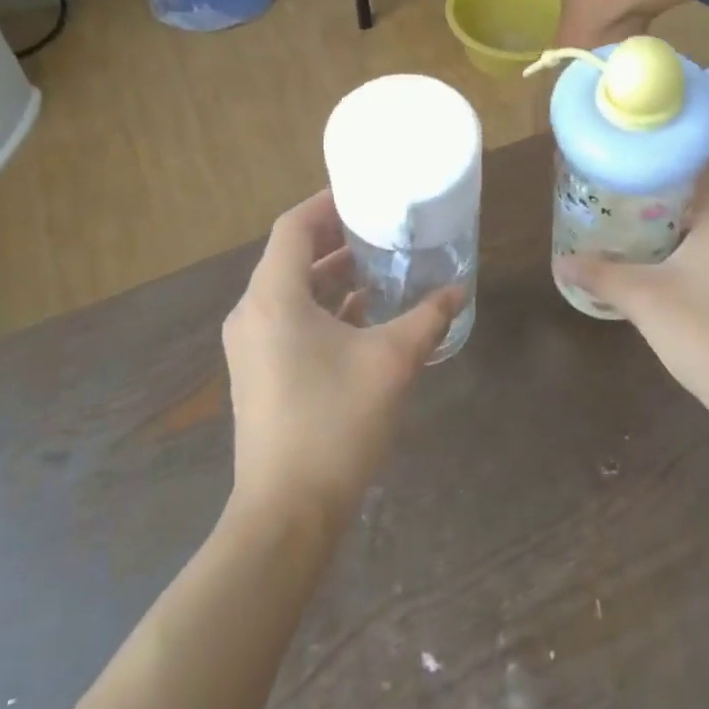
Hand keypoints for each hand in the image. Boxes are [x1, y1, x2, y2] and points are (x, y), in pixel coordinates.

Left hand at [222, 190, 462, 520]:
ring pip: (290, 291)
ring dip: (331, 277)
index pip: (294, 227)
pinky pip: (288, 321)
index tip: (365, 196)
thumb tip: (458, 290)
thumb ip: (426, 319)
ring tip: (379, 268)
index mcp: (273, 297)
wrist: (285, 513)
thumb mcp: (391, 362)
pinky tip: (363, 317)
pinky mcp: (258, 373)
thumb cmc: (335, 423)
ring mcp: (251, 346)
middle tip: (381, 229)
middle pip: (290, 256)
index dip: (327, 204)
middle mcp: (252, 313)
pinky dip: (322, 309)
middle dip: (335, 240)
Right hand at [556, 173, 708, 433]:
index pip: (699, 171)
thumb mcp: (642, 298)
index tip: (627, 173)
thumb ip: (600, 275)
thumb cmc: (703, 331)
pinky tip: (659, 272)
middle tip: (617, 203)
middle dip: (659, 201)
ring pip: (708, 232)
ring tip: (629, 234)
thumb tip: (560, 263)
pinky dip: (688, 256)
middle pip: (700, 201)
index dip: (662, 167)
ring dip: (672, 231)